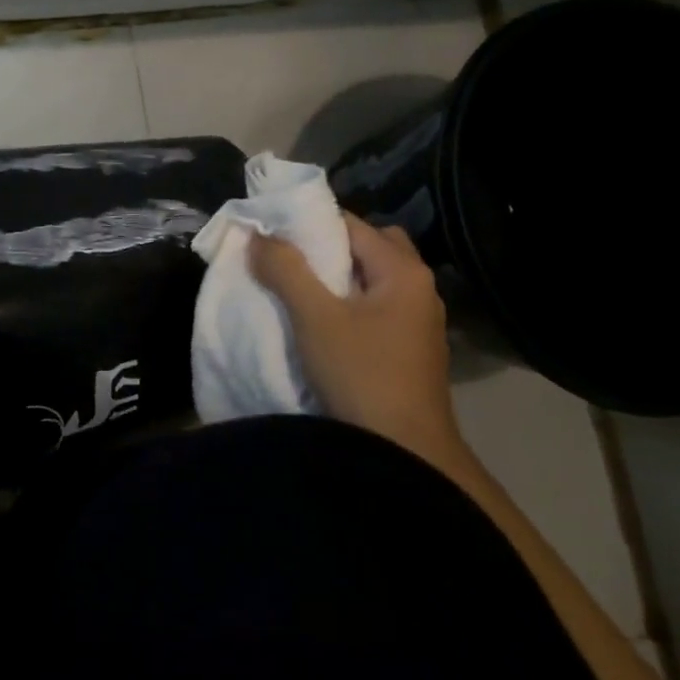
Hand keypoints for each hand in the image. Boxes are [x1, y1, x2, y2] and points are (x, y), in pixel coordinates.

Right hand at [250, 216, 461, 459]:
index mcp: (403, 270)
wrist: (408, 455)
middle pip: (369, 246)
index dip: (310, 223)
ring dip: (340, 278)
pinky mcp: (413, 349)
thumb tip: (258, 236)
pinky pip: (378, 306)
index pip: (352, 224)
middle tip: (293, 260)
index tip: (273, 232)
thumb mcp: (315, 318)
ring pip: (374, 279)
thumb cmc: (362, 376)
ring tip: (301, 289)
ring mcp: (420, 321)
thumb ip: (286, 270)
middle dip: (330, 247)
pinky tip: (325, 323)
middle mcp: (420, 287)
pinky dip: (352, 303)